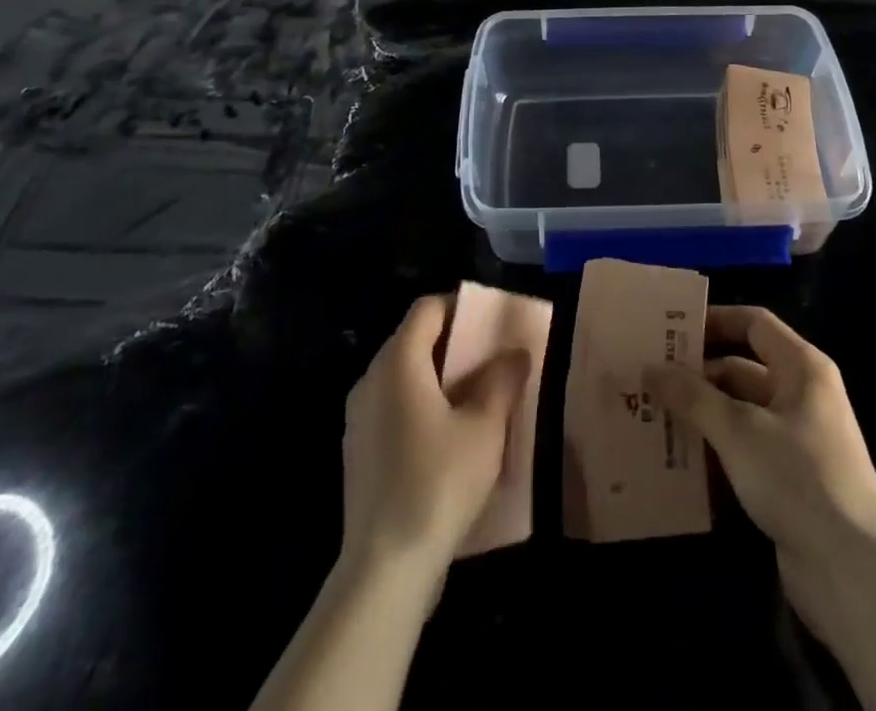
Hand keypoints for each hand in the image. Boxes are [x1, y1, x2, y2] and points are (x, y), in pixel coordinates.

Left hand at [341, 295, 529, 587]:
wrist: (384, 570)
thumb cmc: (438, 483)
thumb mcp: (485, 428)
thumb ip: (502, 381)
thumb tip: (516, 353)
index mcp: (397, 363)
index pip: (427, 309)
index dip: (461, 305)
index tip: (493, 321)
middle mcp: (370, 381)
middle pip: (414, 340)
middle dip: (456, 343)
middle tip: (494, 358)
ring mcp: (360, 419)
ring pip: (405, 377)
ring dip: (442, 377)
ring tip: (480, 396)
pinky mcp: (360, 453)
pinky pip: (395, 408)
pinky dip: (424, 406)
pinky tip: (452, 436)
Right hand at [647, 307, 875, 641]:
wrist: (855, 573)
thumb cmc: (799, 478)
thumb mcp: (739, 431)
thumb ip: (693, 397)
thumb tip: (651, 368)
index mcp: (801, 368)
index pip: (754, 324)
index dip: (715, 320)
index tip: (670, 330)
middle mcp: (801, 396)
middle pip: (740, 371)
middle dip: (695, 378)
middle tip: (646, 380)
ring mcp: (795, 441)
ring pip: (738, 415)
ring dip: (699, 418)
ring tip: (650, 418)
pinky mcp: (788, 481)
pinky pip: (742, 453)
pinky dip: (713, 454)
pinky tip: (675, 463)